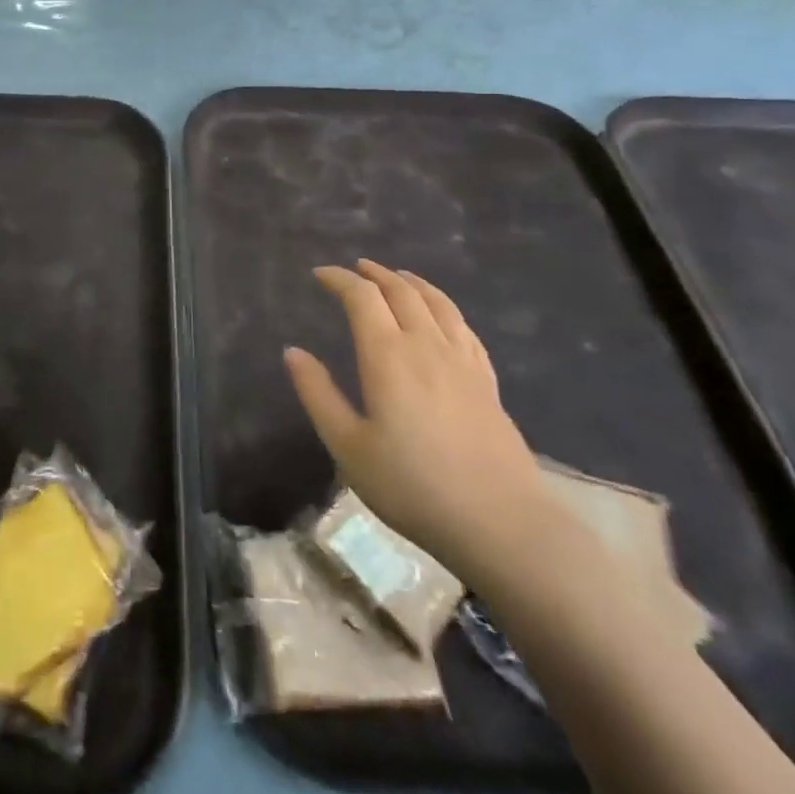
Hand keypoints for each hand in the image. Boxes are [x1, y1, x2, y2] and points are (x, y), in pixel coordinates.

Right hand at [285, 261, 550, 575]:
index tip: (320, 275)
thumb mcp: (348, 446)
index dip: (339, 279)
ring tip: (397, 276)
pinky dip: (445, 308)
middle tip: (355, 268)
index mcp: (388, 356)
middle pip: (401, 292)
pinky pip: (464, 328)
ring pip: (437, 304)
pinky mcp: (487, 382)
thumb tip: (293, 352)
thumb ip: (318, 394)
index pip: (362, 297)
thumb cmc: (413, 486)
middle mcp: (426, 346)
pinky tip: (442, 315)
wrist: (501, 525)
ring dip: (412, 282)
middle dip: (374, 274)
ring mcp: (462, 362)